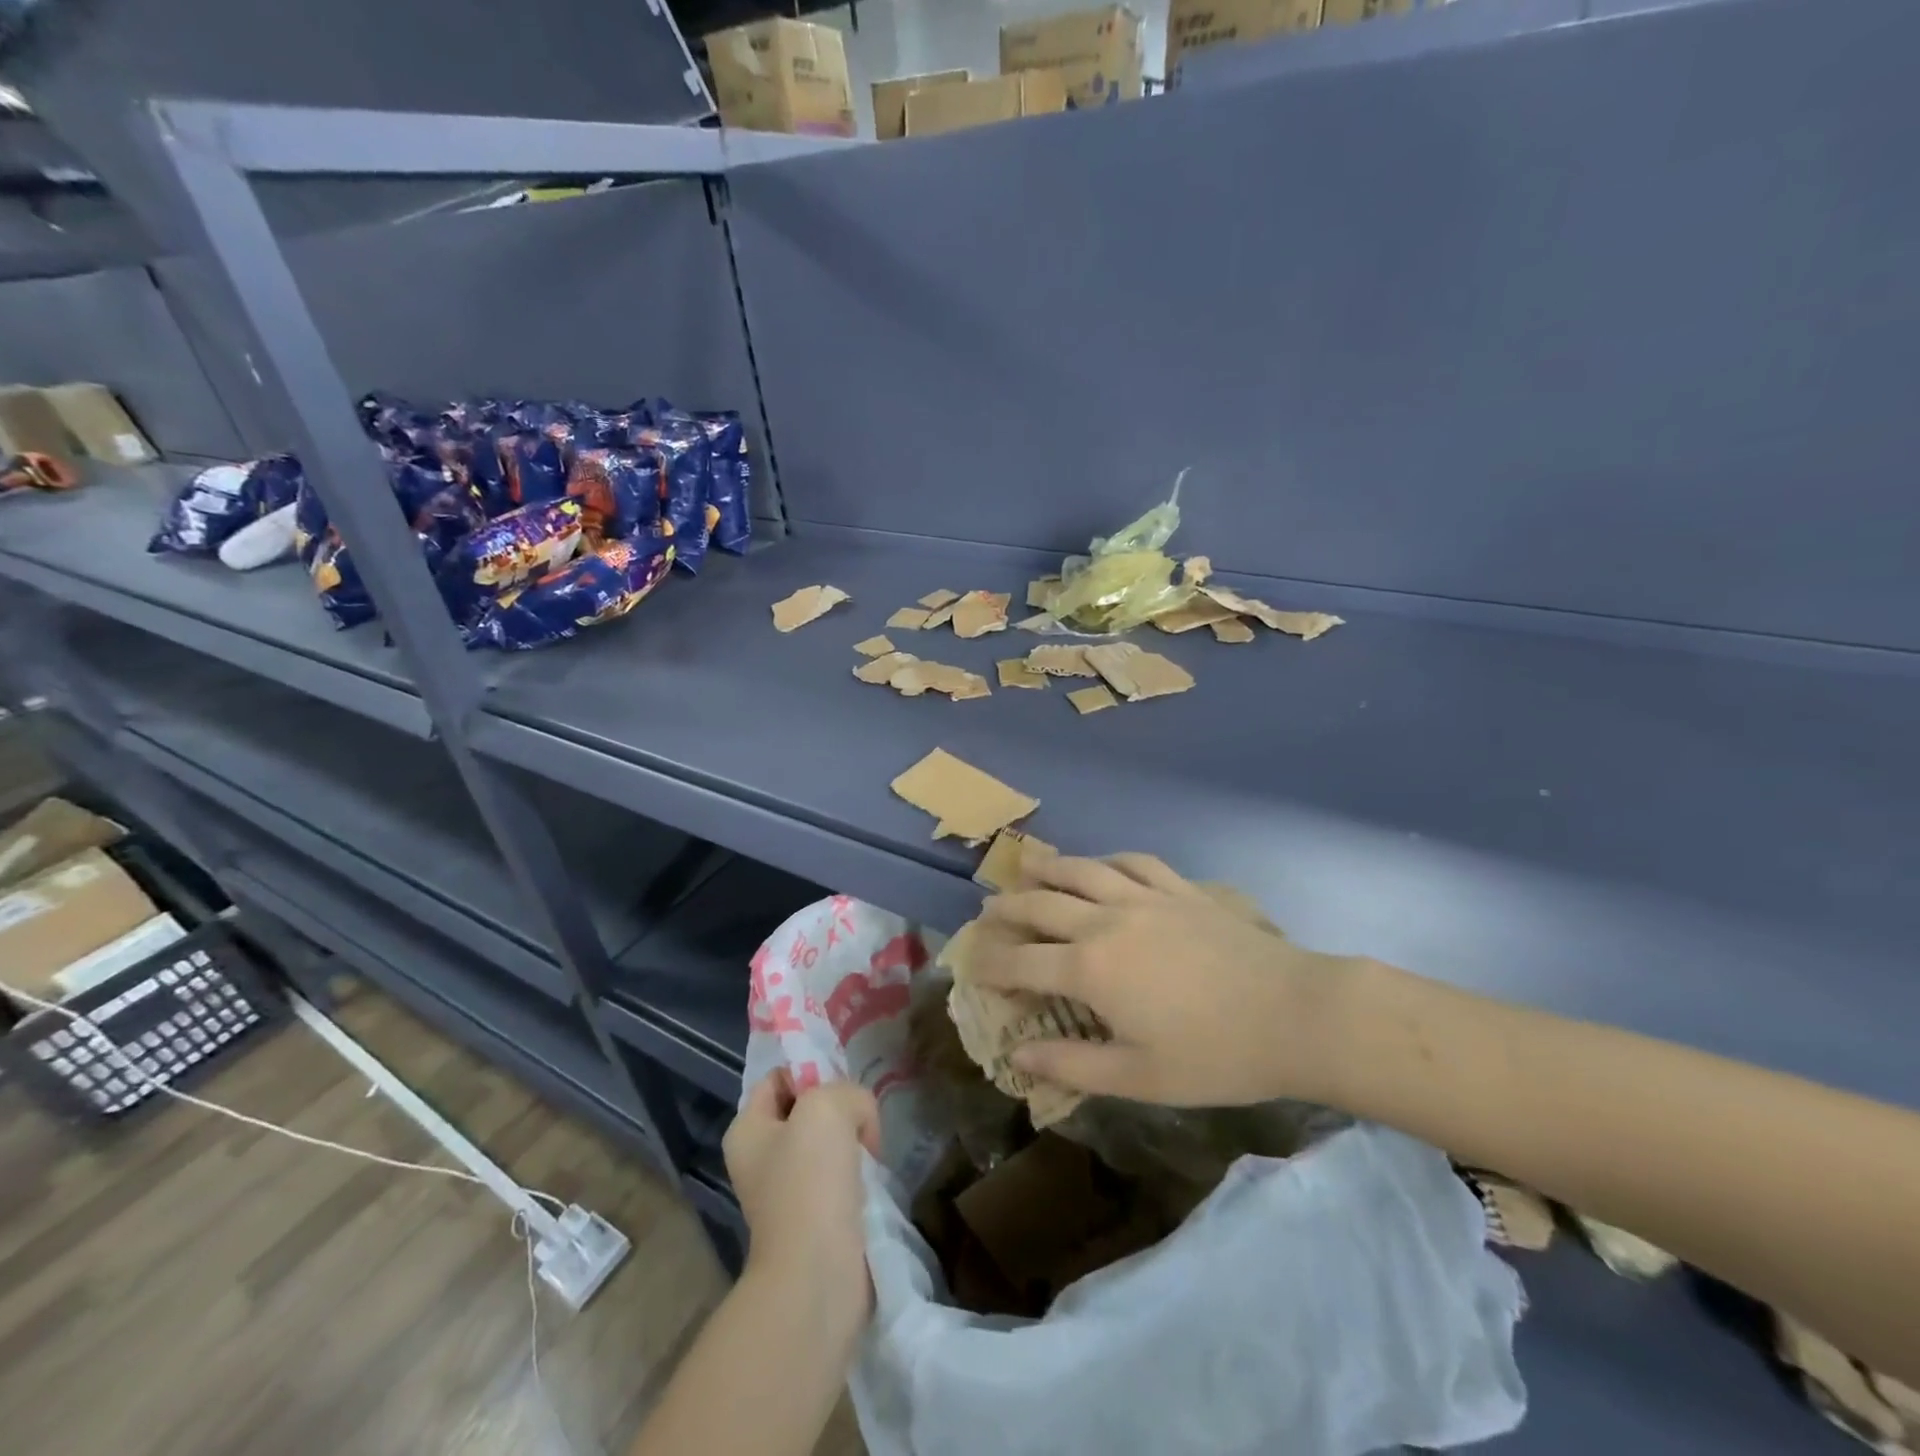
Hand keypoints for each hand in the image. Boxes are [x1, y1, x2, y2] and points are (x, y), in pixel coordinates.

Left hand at [723, 1071, 880, 1320]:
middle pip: (808, 1108)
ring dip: (854, 1142)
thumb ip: (847, 1091)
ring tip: (869, 1154)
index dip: (811, 1072)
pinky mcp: (815, 1217)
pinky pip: (842, 1176)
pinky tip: (870, 1181)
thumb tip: (859, 1119)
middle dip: (840, 1109)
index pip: (780, 1077)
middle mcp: (760, 1158)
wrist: (817, 1275)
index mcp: (747, 1129)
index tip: (841, 1088)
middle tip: (861, 1121)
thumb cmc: (810, 1182)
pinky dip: (860, 1174)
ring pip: (829, 1142)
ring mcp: (787, 1191)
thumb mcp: (828, 1107)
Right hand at [973, 853, 1359, 1107]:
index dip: (990, 964)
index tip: (971, 967)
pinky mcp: (1180, 890)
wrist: (1294, 1014)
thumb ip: (1072, 1064)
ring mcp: (1145, 898)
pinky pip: (1134, 862)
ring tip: (1028, 868)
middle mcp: (1106, 921)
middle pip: (1041, 905)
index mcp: (1091, 969)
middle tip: (988, 913)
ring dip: (1048, 869)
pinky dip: (1109, 860)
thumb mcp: (1138, 1077)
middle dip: (1007, 909)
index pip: (1022, 962)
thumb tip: (1020, 1059)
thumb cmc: (1214, 1055)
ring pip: (1082, 871)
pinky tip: (1103, 865)